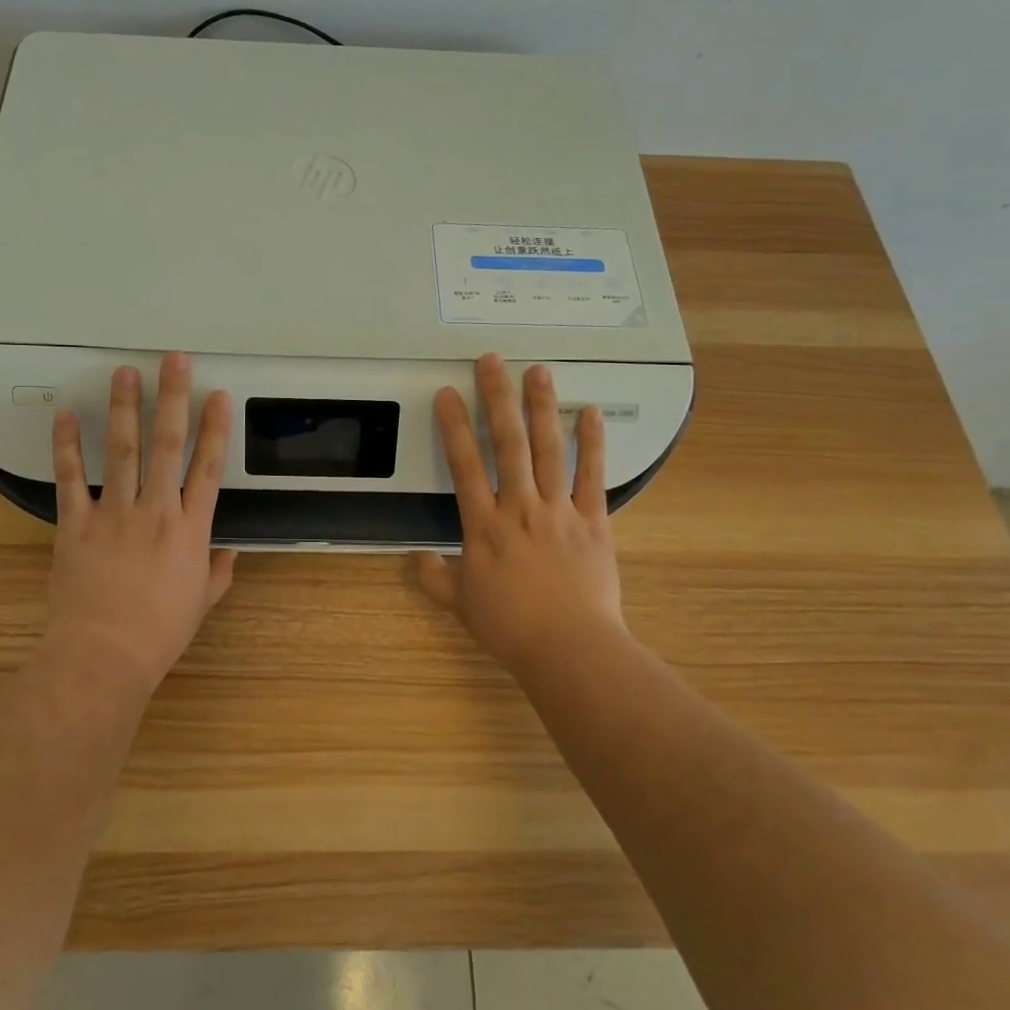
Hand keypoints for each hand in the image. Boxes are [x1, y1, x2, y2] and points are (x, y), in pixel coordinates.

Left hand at [45, 352, 236, 688]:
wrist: (104, 654)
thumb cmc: (159, 632)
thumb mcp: (202, 602)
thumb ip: (219, 570)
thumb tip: (230, 550)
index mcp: (190, 529)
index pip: (208, 467)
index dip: (215, 428)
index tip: (217, 396)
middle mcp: (155, 510)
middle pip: (166, 444)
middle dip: (172, 398)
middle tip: (173, 361)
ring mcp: (113, 513)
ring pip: (121, 451)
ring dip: (124, 409)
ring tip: (124, 373)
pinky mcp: (75, 524)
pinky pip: (70, 479)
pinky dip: (67, 447)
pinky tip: (67, 417)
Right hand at [414, 354, 626, 672]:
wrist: (569, 649)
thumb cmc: (510, 627)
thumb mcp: (461, 604)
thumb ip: (435, 577)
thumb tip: (416, 558)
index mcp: (484, 525)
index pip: (464, 464)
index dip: (453, 426)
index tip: (446, 393)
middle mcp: (519, 507)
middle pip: (508, 443)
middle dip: (498, 398)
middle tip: (492, 360)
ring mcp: (558, 510)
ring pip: (548, 449)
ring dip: (542, 407)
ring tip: (538, 371)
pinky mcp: (593, 520)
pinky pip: (591, 475)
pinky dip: (592, 443)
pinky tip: (588, 412)